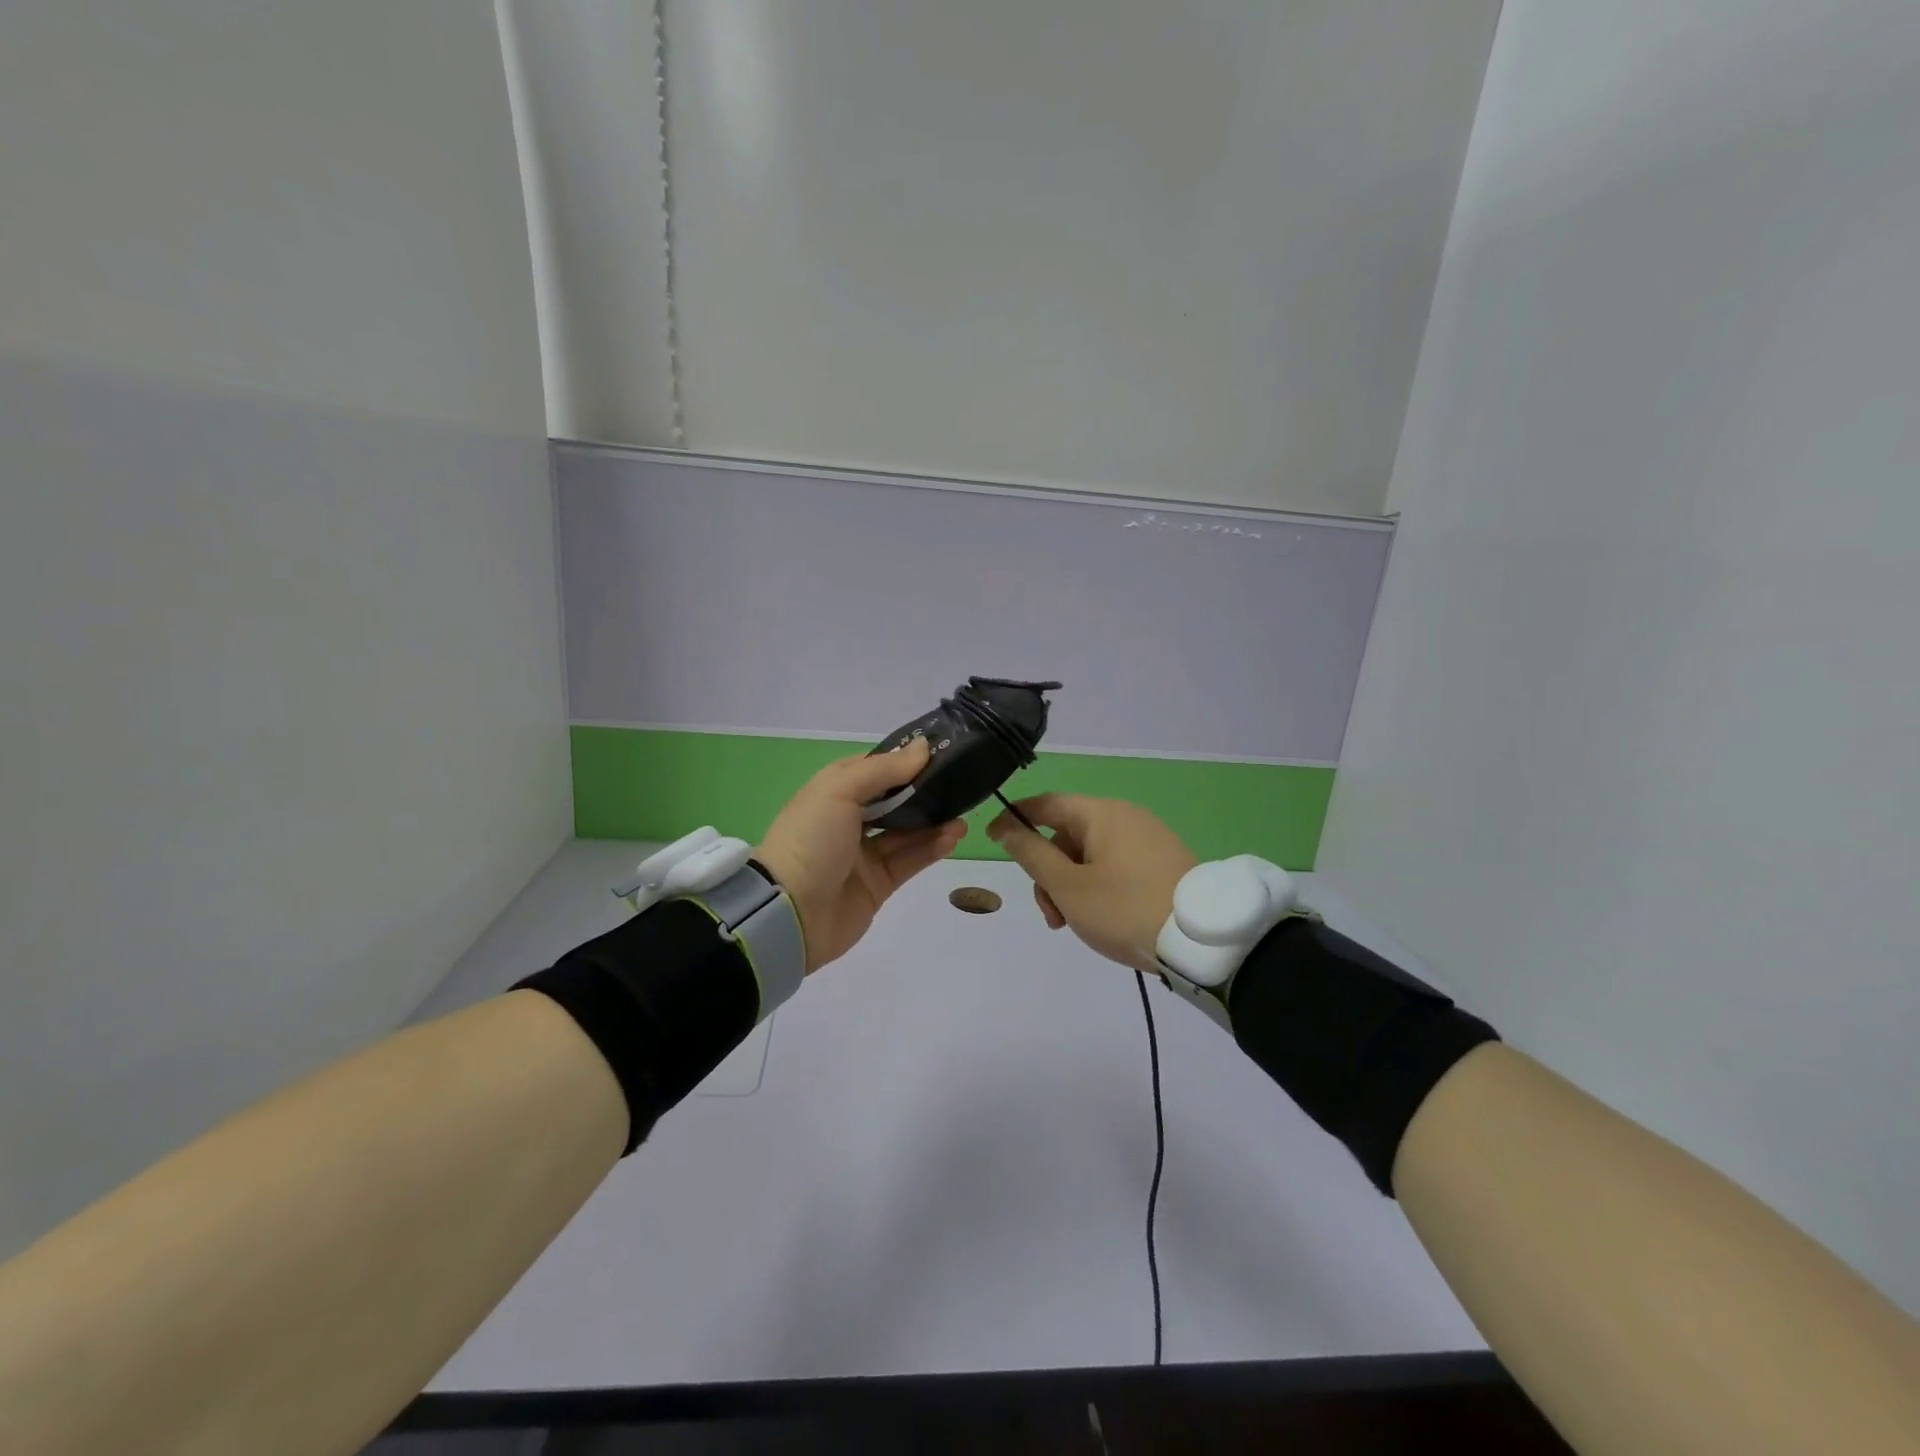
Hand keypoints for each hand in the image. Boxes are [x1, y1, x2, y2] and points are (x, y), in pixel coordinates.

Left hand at [756, 738, 966, 972]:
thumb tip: (923, 748)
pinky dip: (932, 848)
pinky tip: (954, 836)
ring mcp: (864, 854)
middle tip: (960, 783)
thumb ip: (884, 769)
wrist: (789, 913)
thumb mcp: (839, 790)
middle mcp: (849, 820)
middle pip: (895, 800)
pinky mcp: (879, 884)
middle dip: (925, 792)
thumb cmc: (811, 839)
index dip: (906, 761)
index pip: (876, 770)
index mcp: (834, 792)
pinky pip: (910, 861)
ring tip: (963, 813)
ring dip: (935, 821)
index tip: (941, 752)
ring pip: (907, 832)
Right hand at [987, 794, 1197, 971]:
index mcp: (1102, 813)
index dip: (1014, 819)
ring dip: (1070, 885)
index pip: (1045, 803)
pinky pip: (1114, 865)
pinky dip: (1096, 887)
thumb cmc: (1125, 909)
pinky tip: (1099, 918)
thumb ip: (1031, 854)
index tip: (991, 840)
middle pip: (1067, 834)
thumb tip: (1007, 827)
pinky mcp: (1162, 862)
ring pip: (1089, 855)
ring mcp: (1147, 839)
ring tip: (1073, 924)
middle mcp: (1125, 816)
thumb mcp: (1068, 886)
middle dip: (1048, 872)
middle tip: (1050, 914)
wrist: (1202, 942)